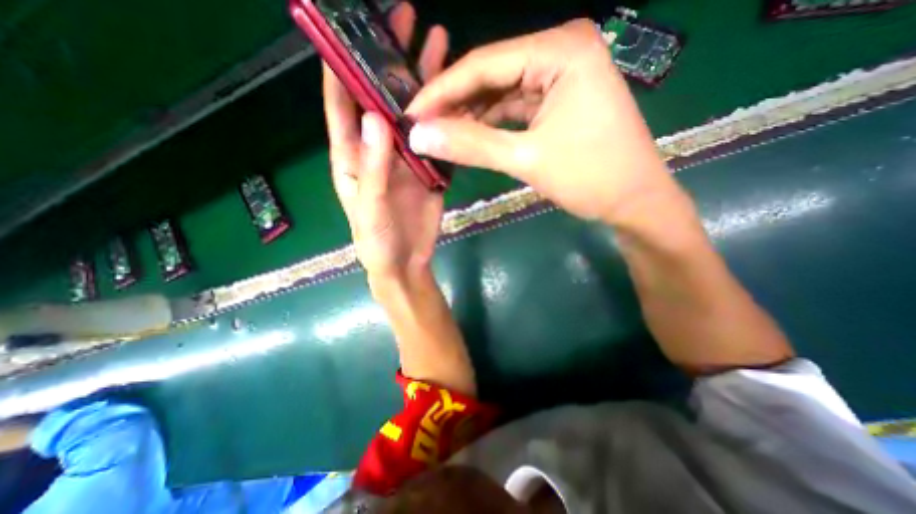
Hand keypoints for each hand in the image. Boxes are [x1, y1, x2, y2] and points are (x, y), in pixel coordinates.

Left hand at [325, 5, 449, 282]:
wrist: (406, 262)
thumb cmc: (377, 241)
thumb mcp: (370, 207)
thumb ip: (372, 168)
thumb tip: (376, 118)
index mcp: (352, 156)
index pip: (342, 104)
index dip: (343, 66)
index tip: (352, 26)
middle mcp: (378, 150)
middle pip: (383, 99)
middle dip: (390, 60)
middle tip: (405, 19)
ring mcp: (407, 158)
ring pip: (414, 116)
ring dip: (425, 84)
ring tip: (438, 47)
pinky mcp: (429, 170)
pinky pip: (436, 140)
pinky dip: (445, 120)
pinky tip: (459, 98)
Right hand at [404, 20, 683, 227]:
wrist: (634, 202)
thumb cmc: (590, 177)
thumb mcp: (526, 159)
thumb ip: (470, 144)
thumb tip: (419, 136)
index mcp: (560, 50)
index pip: (484, 64)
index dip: (442, 91)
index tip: (411, 114)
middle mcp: (561, 51)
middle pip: (492, 75)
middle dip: (456, 103)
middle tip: (423, 127)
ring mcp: (562, 77)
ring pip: (502, 93)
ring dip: (472, 115)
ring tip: (441, 133)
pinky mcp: (560, 101)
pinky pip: (516, 107)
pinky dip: (493, 123)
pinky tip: (471, 135)